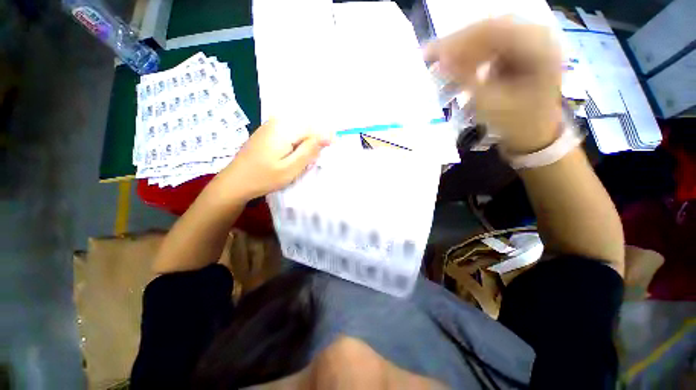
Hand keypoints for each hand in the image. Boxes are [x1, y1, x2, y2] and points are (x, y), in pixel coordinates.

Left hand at [217, 117, 330, 200]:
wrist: (236, 181)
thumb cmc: (264, 177)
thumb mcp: (291, 168)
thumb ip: (309, 150)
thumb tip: (327, 137)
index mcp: (284, 128)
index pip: (314, 128)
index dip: (326, 138)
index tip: (333, 150)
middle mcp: (278, 121)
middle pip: (307, 126)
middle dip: (316, 141)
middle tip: (316, 159)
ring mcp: (271, 125)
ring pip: (299, 130)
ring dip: (307, 143)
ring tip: (306, 159)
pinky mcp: (268, 132)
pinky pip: (290, 133)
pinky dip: (298, 143)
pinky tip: (295, 155)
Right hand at [425, 18, 562, 152]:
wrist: (536, 133)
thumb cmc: (517, 122)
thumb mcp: (490, 102)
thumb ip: (465, 78)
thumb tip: (440, 61)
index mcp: (538, 44)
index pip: (491, 30)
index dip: (458, 41)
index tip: (430, 55)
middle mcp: (534, 36)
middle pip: (487, 31)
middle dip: (456, 47)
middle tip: (429, 59)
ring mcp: (526, 43)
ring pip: (485, 41)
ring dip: (459, 57)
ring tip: (438, 75)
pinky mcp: (516, 54)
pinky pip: (487, 51)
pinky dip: (468, 64)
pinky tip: (453, 79)